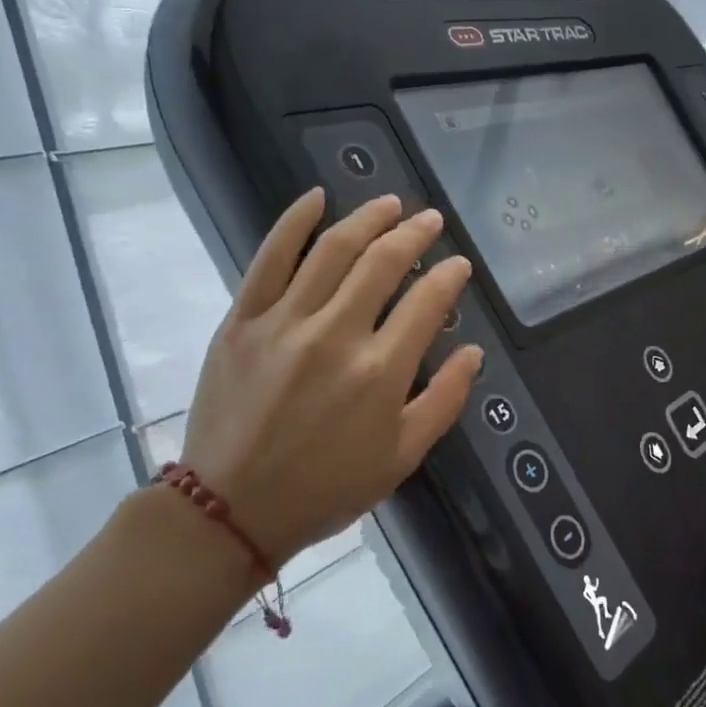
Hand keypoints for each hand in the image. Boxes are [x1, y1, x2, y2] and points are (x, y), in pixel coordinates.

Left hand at [180, 188, 481, 571]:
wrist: (232, 508)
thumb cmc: (327, 488)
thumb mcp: (402, 457)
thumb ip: (444, 401)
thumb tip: (473, 353)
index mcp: (380, 371)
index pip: (427, 302)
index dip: (449, 276)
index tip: (459, 265)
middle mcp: (336, 334)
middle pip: (383, 263)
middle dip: (414, 234)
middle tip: (430, 220)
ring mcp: (284, 322)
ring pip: (332, 251)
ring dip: (367, 219)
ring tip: (389, 204)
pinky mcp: (243, 321)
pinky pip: (269, 258)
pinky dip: (294, 223)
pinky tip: (316, 198)